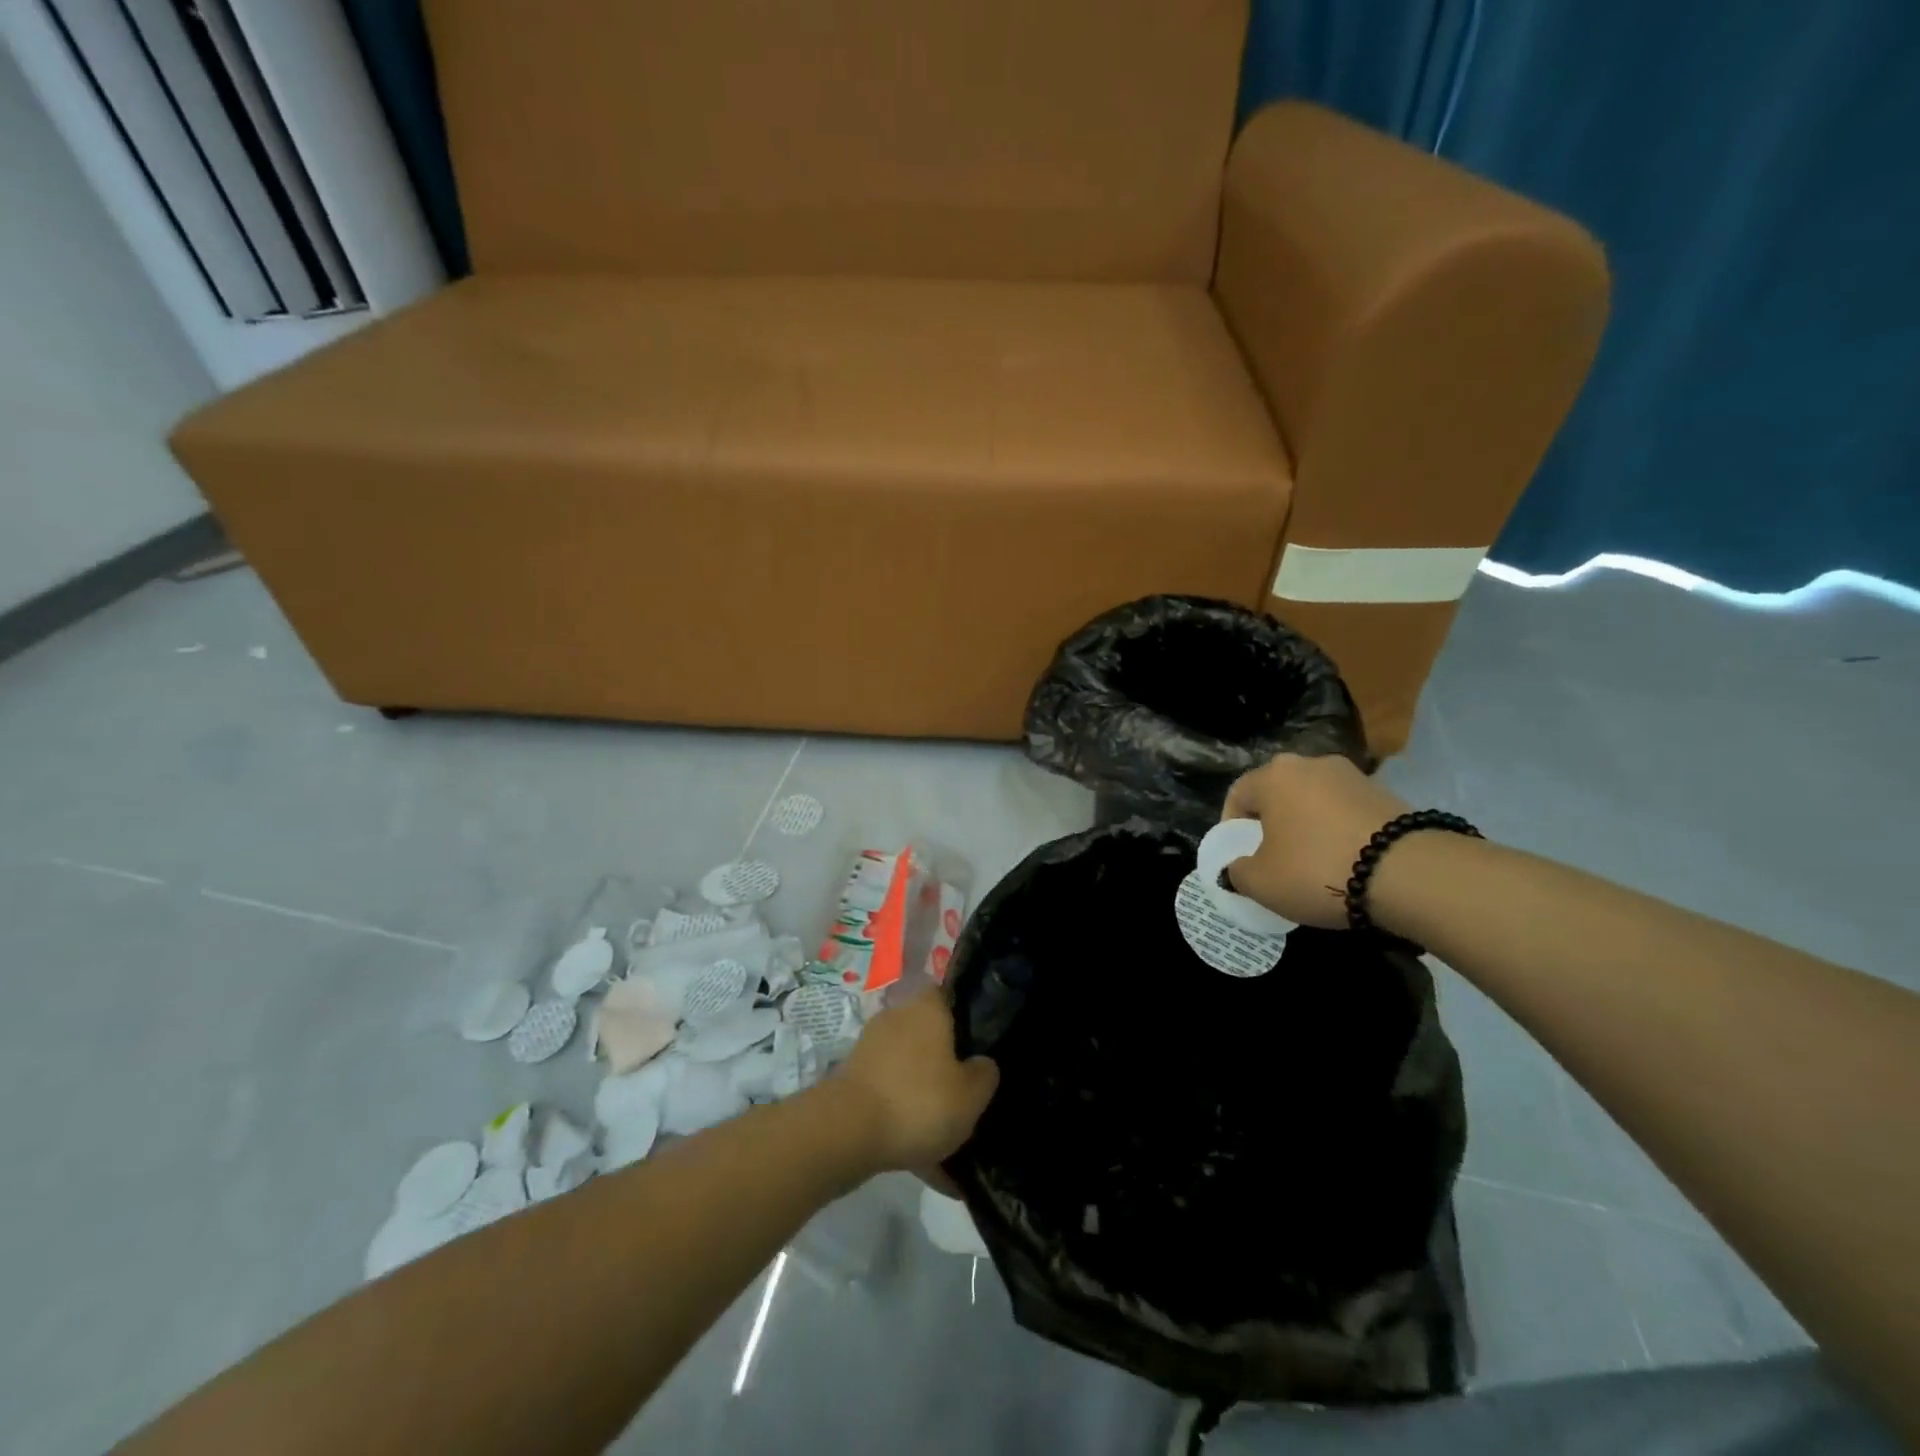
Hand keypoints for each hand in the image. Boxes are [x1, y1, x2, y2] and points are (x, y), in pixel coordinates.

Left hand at [835, 989, 999, 1172]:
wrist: (847, 1132)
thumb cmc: (918, 1101)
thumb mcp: (971, 1095)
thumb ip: (984, 1075)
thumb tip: (983, 1063)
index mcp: (927, 1009)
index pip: (947, 995)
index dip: (963, 1014)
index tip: (978, 1043)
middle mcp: (896, 1019)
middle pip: (928, 1035)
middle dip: (944, 1064)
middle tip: (965, 1094)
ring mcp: (871, 1050)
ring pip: (909, 1071)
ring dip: (924, 1098)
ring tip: (947, 1140)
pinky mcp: (853, 1081)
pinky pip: (889, 1099)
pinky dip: (904, 1123)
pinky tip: (925, 1163)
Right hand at [1220, 753, 1411, 928]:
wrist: (1409, 873)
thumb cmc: (1317, 869)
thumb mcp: (1261, 883)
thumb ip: (1237, 872)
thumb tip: (1237, 868)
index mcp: (1273, 775)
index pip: (1238, 795)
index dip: (1232, 828)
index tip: (1241, 857)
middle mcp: (1311, 763)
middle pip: (1278, 795)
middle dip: (1273, 825)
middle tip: (1276, 860)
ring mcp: (1353, 776)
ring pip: (1315, 802)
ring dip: (1309, 827)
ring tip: (1316, 864)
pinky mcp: (1387, 793)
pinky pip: (1348, 813)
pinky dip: (1341, 832)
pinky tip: (1349, 862)